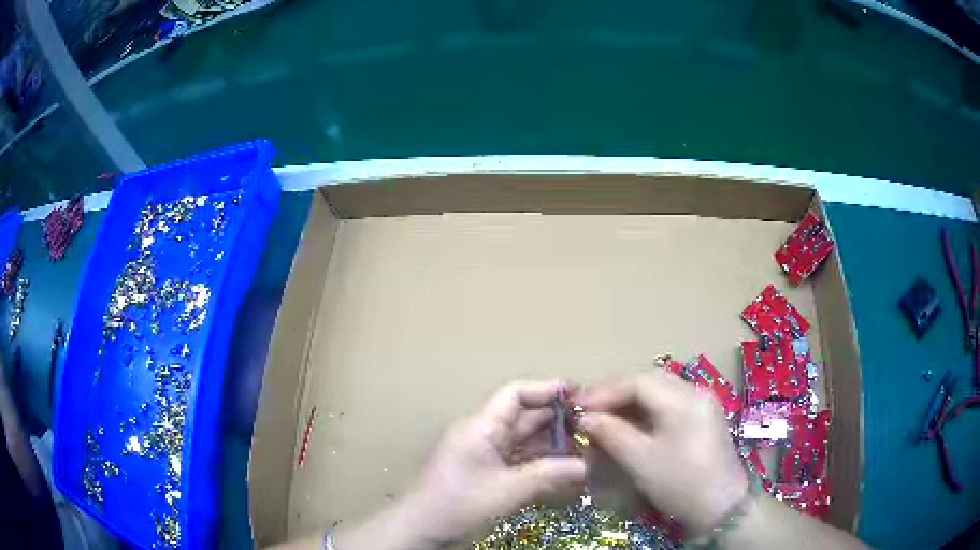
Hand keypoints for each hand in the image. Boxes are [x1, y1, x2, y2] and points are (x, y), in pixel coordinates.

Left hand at [331, 380, 586, 549]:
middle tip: (594, 427)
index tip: (579, 396)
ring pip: (525, 441)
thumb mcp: (506, 491)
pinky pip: (520, 461)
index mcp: (482, 427)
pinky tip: (565, 472)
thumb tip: (588, 466)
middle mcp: (484, 435)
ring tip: (587, 450)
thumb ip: (548, 476)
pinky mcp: (487, 474)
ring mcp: (485, 455)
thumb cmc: (458, 504)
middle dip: (558, 421)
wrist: (421, 530)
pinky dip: (542, 464)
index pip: (515, 394)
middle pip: (525, 417)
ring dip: (553, 445)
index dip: (547, 390)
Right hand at [578, 371, 747, 535]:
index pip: (638, 382)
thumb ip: (612, 433)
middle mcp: (696, 392)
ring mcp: (703, 404)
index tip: (578, 407)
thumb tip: (585, 418)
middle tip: (588, 407)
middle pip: (649, 381)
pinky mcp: (703, 418)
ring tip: (604, 415)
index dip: (605, 392)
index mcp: (684, 399)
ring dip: (630, 401)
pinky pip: (669, 404)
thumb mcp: (641, 461)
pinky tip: (630, 423)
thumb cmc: (680, 483)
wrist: (721, 507)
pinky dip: (646, 410)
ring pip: (659, 391)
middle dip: (616, 392)